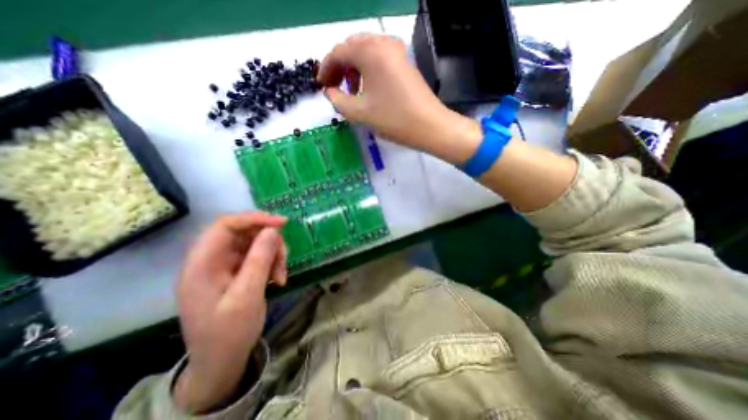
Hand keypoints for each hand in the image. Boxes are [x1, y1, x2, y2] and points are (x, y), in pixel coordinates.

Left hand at [174, 213, 286, 413]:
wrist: (221, 363)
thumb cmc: (229, 333)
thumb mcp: (247, 296)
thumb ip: (259, 260)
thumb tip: (273, 230)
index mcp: (201, 264)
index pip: (225, 225)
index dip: (255, 219)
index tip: (282, 223)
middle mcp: (211, 260)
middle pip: (244, 233)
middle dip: (269, 242)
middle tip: (284, 257)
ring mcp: (224, 267)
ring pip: (255, 244)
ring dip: (273, 254)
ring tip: (282, 274)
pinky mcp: (235, 273)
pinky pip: (257, 257)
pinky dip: (271, 264)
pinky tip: (278, 279)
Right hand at [315, 33, 477, 163]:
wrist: (429, 126)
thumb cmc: (393, 119)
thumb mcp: (359, 113)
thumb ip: (337, 100)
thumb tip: (329, 92)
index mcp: (369, 52)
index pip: (338, 52)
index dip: (325, 68)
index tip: (321, 86)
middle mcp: (383, 43)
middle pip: (352, 48)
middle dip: (339, 67)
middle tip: (334, 88)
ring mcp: (397, 51)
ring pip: (366, 52)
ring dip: (353, 69)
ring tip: (352, 92)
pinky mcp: (404, 62)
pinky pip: (379, 59)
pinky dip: (368, 70)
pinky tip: (368, 88)